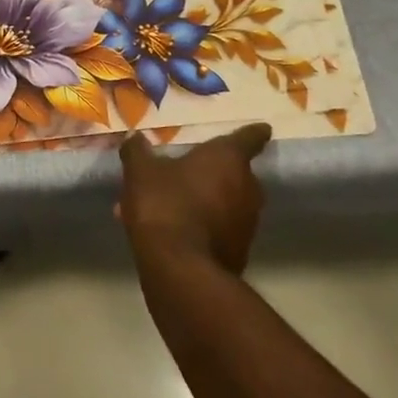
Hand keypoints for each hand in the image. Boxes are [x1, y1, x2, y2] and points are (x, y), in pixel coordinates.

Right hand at [117, 124, 271, 275]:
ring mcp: (247, 221)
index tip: (261, 129)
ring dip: (203, 200)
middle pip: (236, 172)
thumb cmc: (164, 204)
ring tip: (167, 207)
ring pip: (224, 202)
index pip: (248, 138)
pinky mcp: (240, 250)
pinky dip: (202, 225)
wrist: (180, 268)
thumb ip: (138, 151)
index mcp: (227, 159)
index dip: (252, 133)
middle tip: (185, 172)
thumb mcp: (140, 172)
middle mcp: (247, 187)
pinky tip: (173, 231)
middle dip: (213, 172)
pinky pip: (219, 228)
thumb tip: (135, 138)